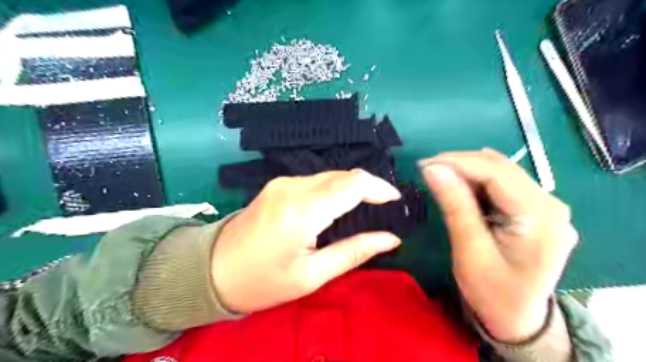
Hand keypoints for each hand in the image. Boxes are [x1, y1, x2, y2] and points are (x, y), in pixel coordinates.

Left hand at [214, 169, 401, 313]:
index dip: (379, 188)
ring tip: (365, 209)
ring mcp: (282, 182)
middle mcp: (292, 187)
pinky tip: (337, 207)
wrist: (213, 271)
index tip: (395, 201)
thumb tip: (391, 238)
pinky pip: (315, 180)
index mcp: (302, 210)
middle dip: (368, 187)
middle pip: (342, 175)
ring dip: (351, 188)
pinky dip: (333, 190)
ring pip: (330, 175)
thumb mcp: (312, 275)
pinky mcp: (278, 184)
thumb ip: (354, 251)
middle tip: (383, 208)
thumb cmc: (263, 281)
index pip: (352, 184)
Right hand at [422, 148, 578, 342]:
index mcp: (540, 217)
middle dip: (460, 163)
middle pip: (501, 167)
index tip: (424, 165)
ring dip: (466, 169)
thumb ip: (455, 206)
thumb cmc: (492, 292)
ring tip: (438, 175)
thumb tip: (433, 169)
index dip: (457, 162)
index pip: (496, 173)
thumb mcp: (469, 251)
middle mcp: (550, 204)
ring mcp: (545, 205)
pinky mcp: (535, 209)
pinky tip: (458, 185)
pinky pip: (502, 183)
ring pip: (501, 171)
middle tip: (427, 169)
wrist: (518, 319)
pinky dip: (476, 180)